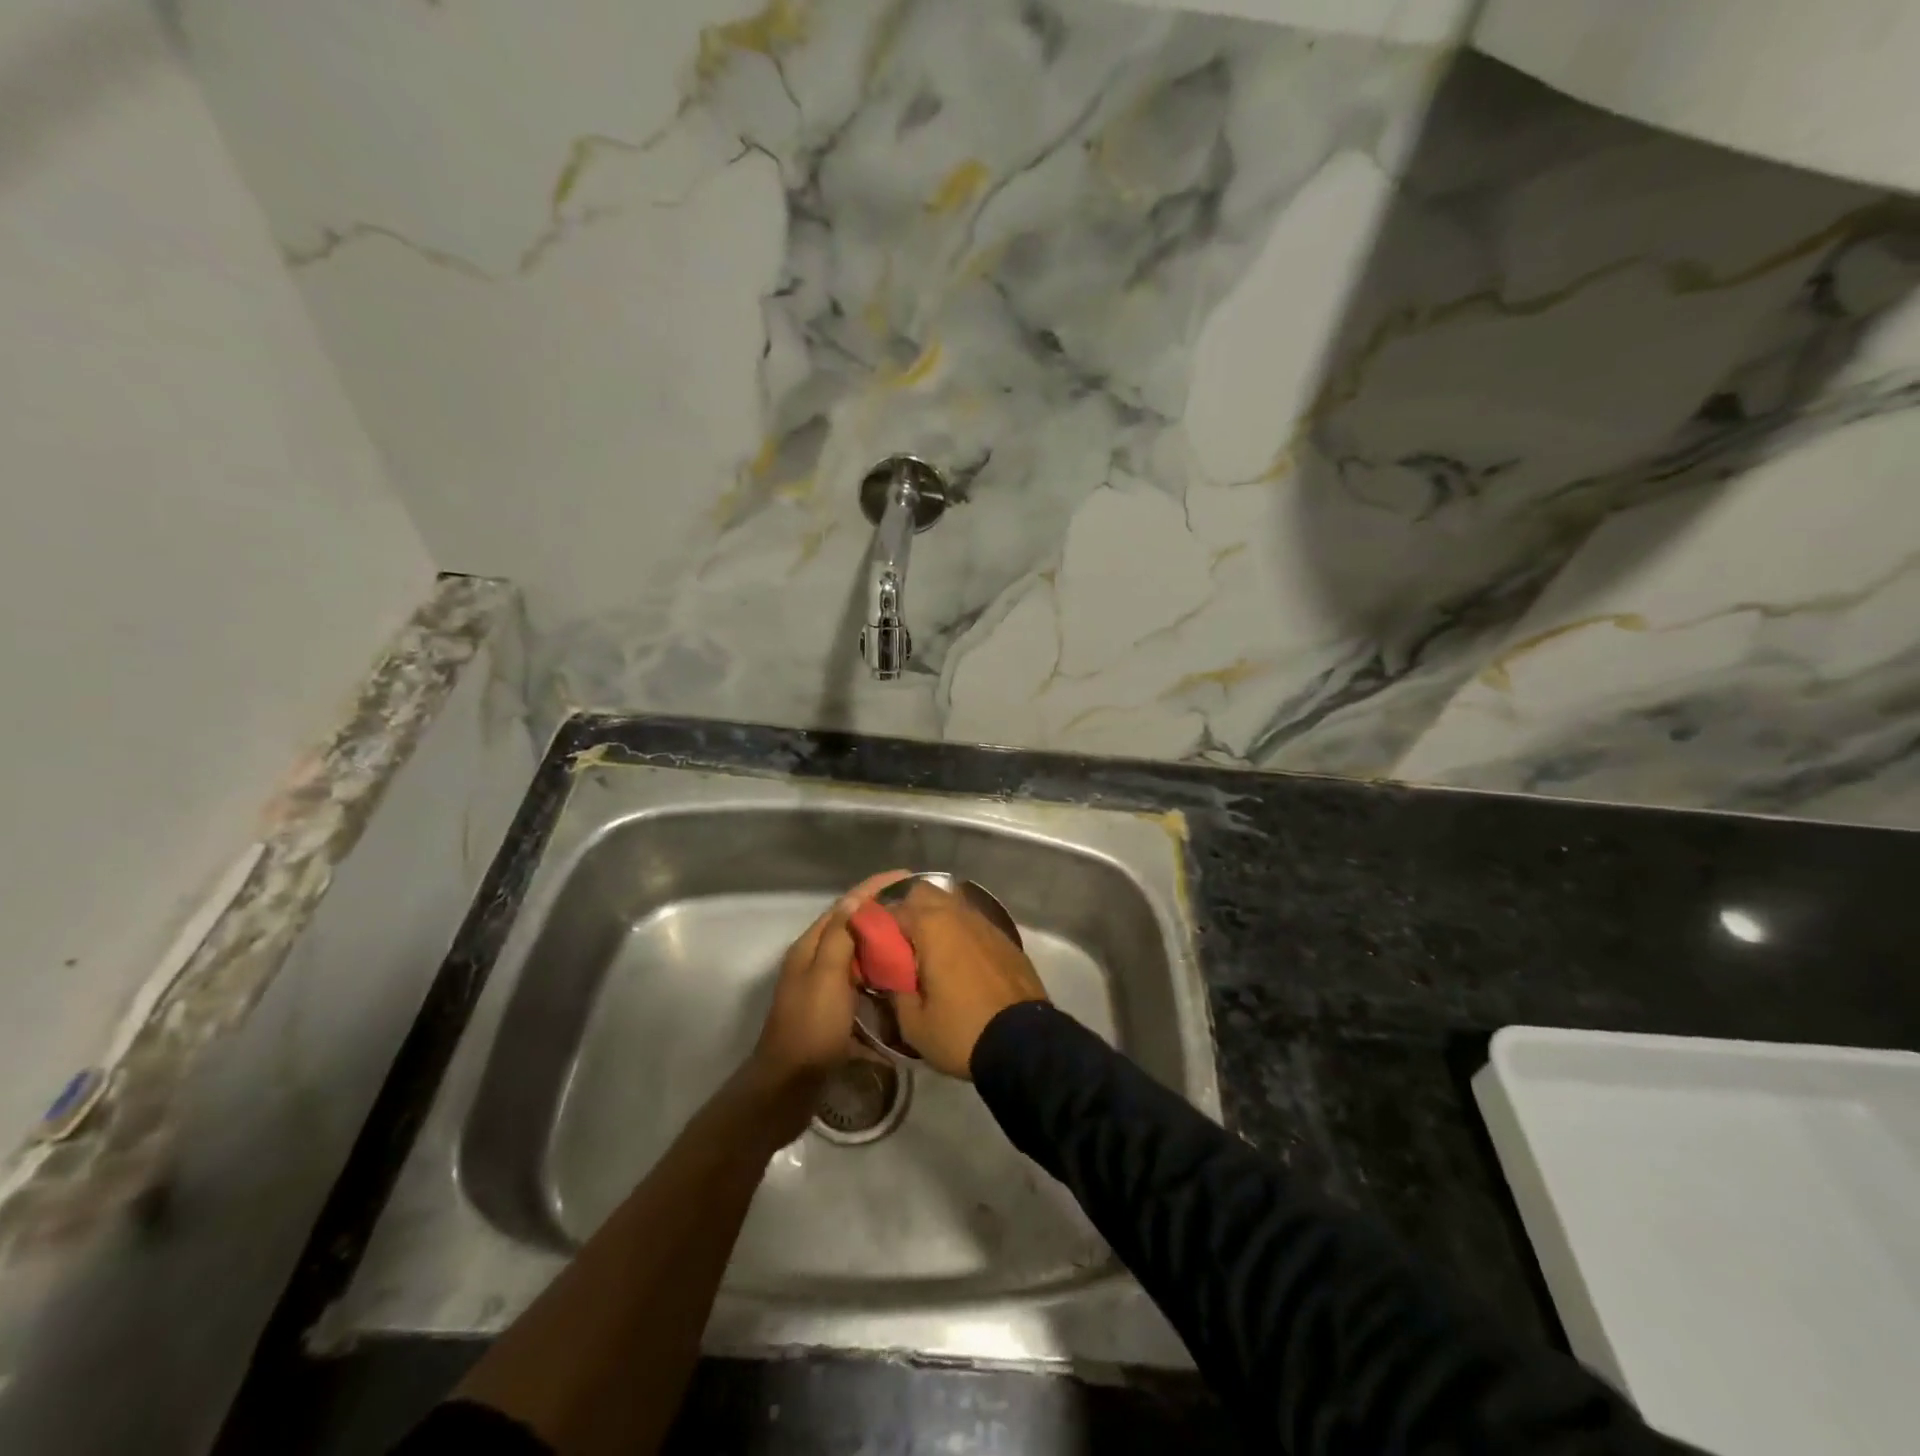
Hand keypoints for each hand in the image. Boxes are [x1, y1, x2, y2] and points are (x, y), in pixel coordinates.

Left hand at [743, 869, 911, 1139]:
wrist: (788, 1088)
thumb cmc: (810, 1028)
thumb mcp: (826, 976)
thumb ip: (839, 937)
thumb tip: (855, 900)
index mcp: (810, 948)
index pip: (845, 905)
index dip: (874, 888)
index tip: (908, 876)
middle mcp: (814, 963)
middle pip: (851, 928)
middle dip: (882, 914)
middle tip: (919, 910)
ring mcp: (823, 989)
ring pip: (857, 956)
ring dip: (883, 945)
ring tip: (916, 940)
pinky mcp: (833, 1014)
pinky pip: (861, 984)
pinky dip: (879, 977)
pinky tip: (901, 982)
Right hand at [888, 882, 1048, 1078]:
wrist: (1025, 1043)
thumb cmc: (961, 1031)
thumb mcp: (913, 1023)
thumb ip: (894, 991)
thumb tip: (888, 976)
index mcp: (932, 926)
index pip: (893, 908)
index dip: (878, 926)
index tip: (873, 947)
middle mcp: (959, 914)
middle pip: (925, 893)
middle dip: (908, 911)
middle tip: (901, 945)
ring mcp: (986, 923)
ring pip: (952, 904)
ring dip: (937, 920)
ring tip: (930, 953)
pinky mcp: (1005, 938)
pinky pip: (973, 923)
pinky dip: (960, 933)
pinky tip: (959, 961)